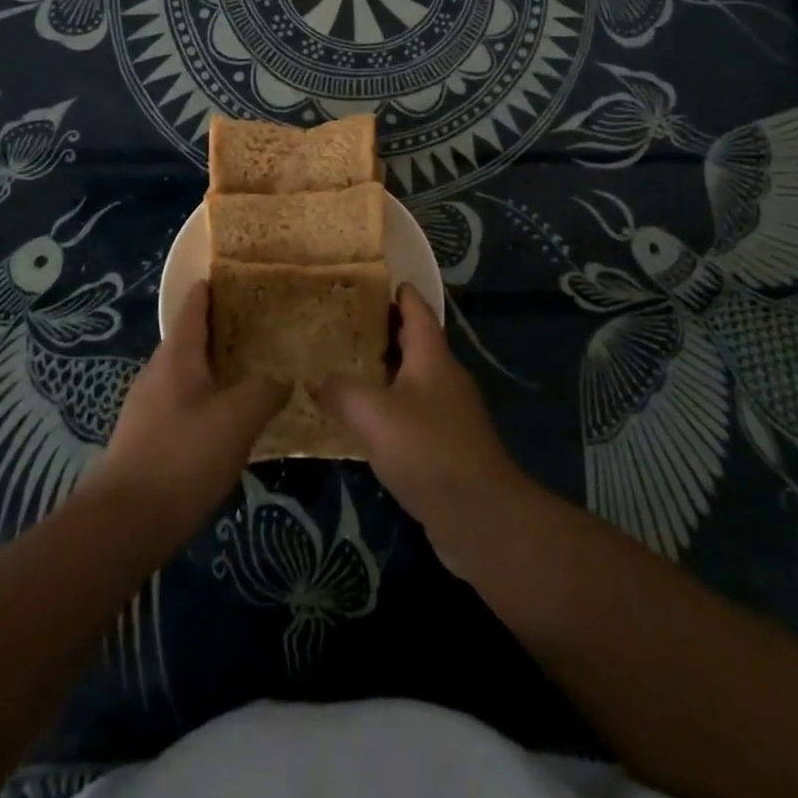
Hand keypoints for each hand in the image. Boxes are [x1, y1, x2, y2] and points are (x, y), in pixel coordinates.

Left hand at [94, 281, 287, 540]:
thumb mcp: (237, 420)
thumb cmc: (182, 458)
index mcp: (177, 355)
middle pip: (192, 338)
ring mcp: (148, 406)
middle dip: (225, 329)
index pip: (194, 305)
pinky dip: (208, 398)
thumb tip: (283, 375)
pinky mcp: (147, 438)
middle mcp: (158, 372)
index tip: (243, 278)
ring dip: (217, 367)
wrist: (123, 524)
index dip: (215, 287)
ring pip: (188, 373)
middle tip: (265, 328)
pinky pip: (183, 403)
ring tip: (255, 372)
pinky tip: (230, 421)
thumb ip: (265, 390)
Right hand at [312, 284, 533, 574]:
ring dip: (383, 372)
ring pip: (412, 380)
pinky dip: (389, 408)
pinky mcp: (447, 447)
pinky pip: (412, 414)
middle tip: (341, 324)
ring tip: (343, 367)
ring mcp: (449, 414)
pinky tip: (363, 421)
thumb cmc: (428, 451)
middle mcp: (444, 378)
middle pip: (413, 343)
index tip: (372, 279)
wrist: (480, 518)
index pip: (417, 311)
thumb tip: (317, 379)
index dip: (398, 293)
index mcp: (432, 358)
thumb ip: (341, 391)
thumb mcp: (374, 414)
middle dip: (382, 331)